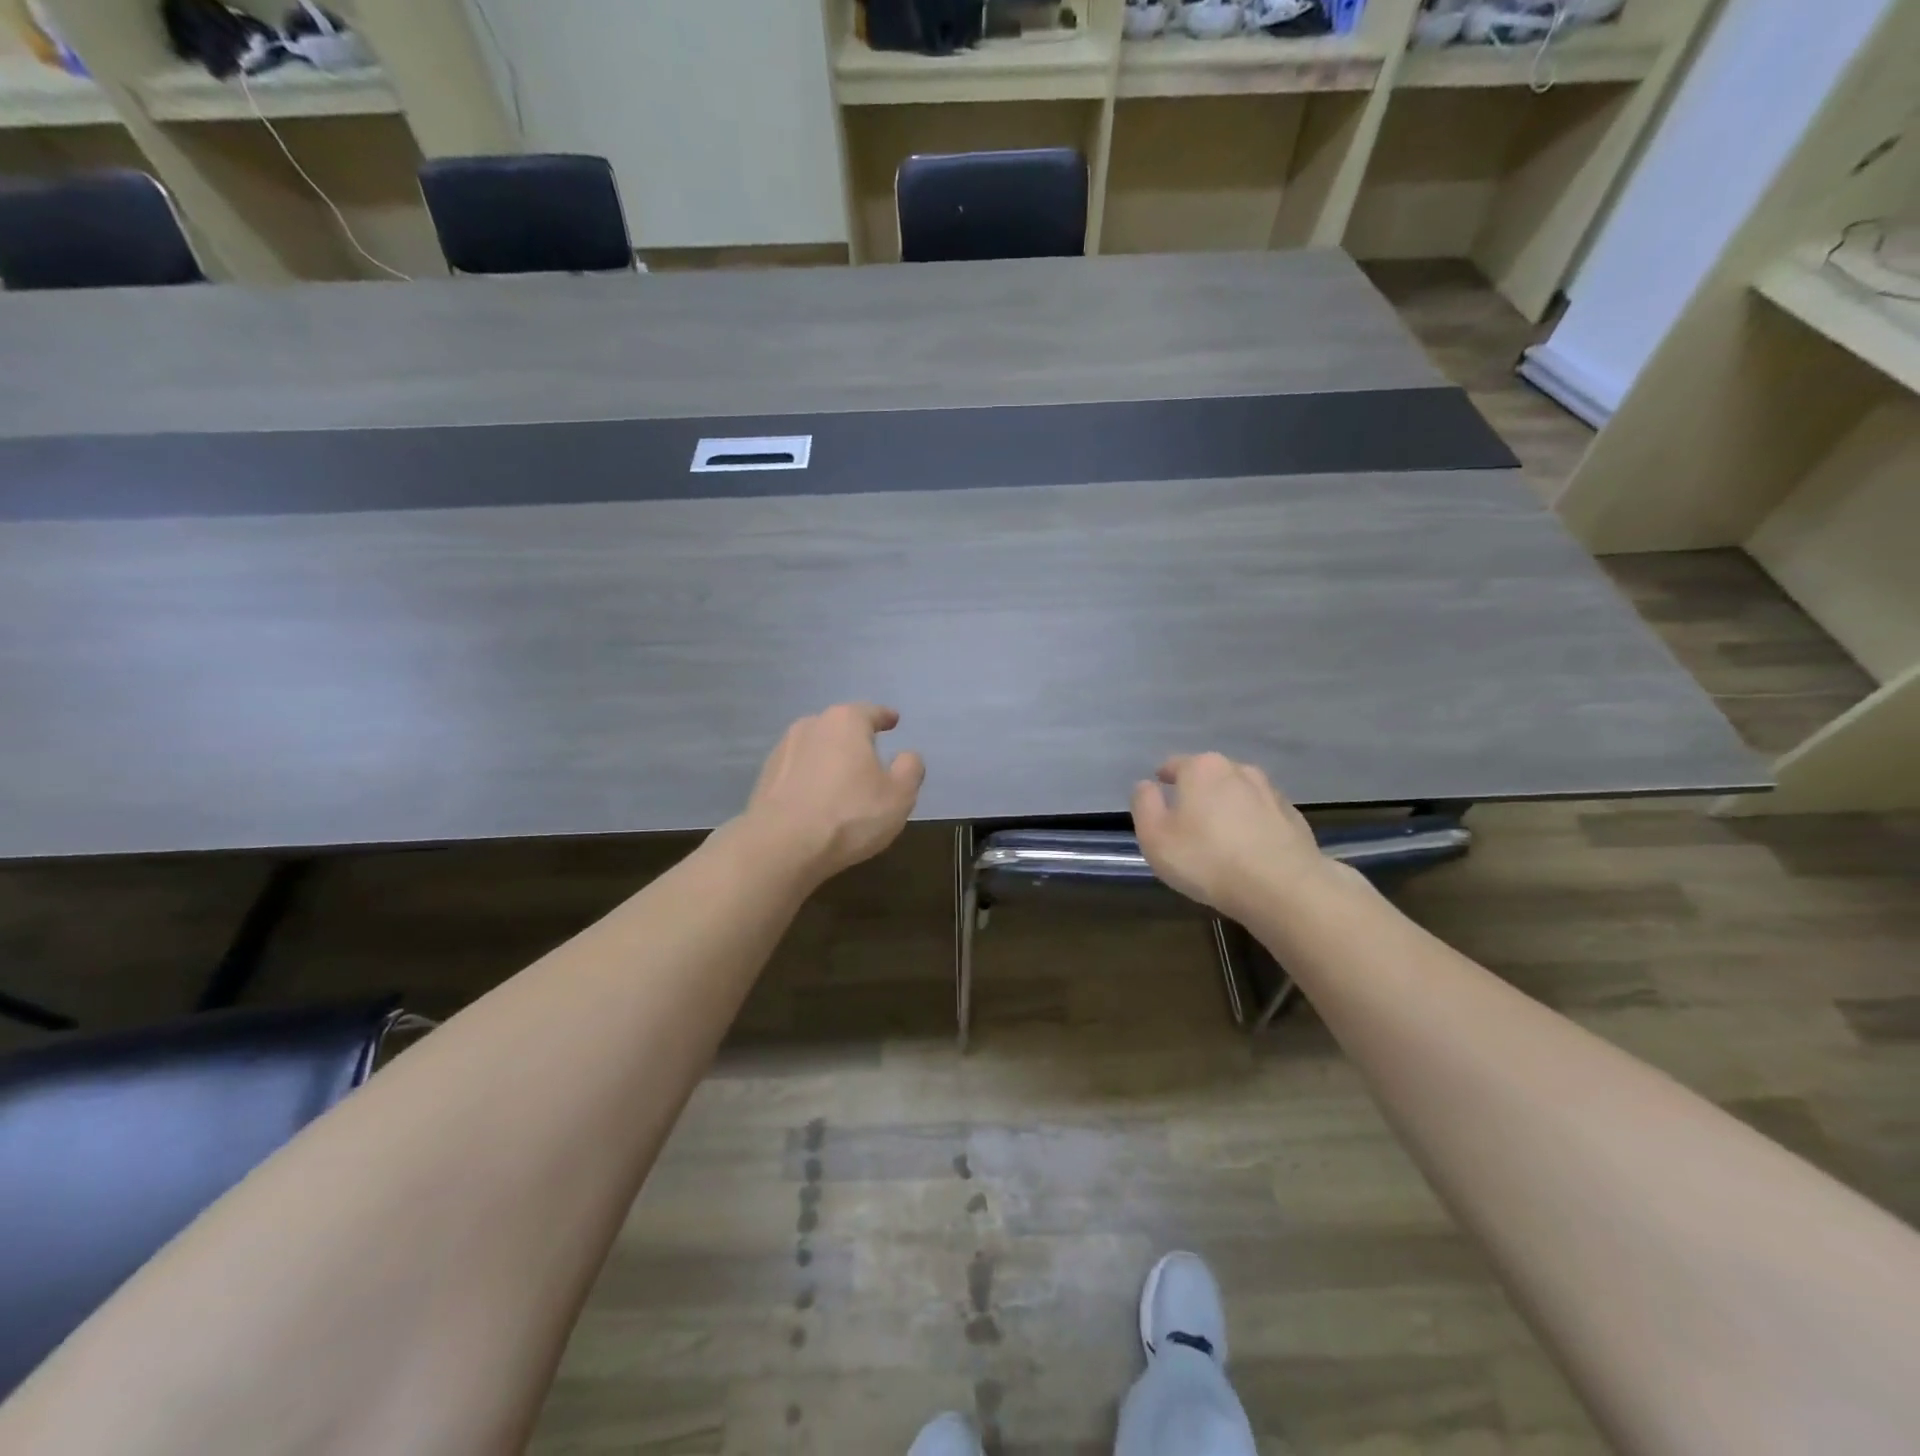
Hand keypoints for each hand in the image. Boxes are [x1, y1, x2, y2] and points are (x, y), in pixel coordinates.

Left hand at [741, 703, 925, 882]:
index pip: (871, 712)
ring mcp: (782, 750)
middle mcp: (811, 725)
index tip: (894, 720)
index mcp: (845, 721)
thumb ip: (910, 769)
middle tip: (871, 756)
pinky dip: (810, 779)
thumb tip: (907, 756)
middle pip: (840, 727)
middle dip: (855, 739)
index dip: (885, 717)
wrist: (781, 847)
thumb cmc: (850, 814)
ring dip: (830, 760)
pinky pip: (798, 771)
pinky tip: (817, 800)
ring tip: (843, 781)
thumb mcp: (899, 795)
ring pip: (816, 748)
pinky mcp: (765, 778)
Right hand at [1130, 752, 1329, 919]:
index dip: (1164, 778)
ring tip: (1220, 836)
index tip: (1160, 792)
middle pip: (1210, 776)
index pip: (1175, 765)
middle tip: (1187, 820)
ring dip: (1228, 807)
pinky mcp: (1293, 818)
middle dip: (1198, 792)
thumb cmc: (1207, 860)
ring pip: (1239, 794)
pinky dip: (1253, 826)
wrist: (1283, 888)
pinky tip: (1249, 850)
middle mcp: (1238, 770)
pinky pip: (1263, 816)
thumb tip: (1146, 785)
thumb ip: (1144, 805)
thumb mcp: (1155, 837)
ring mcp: (1271, 793)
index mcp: (1202, 769)